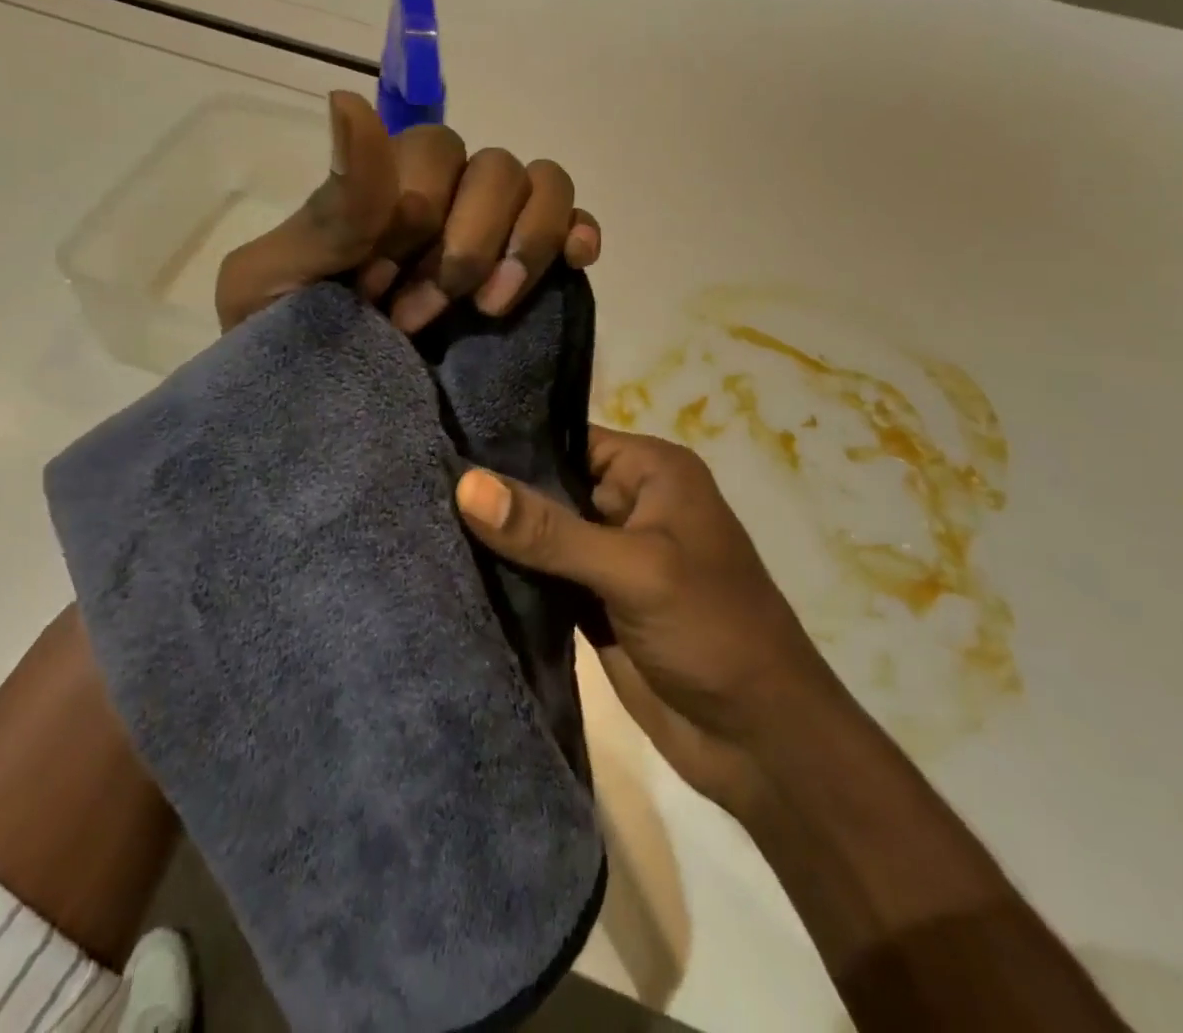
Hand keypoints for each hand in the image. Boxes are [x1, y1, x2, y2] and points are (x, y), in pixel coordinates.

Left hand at [216, 91, 600, 333]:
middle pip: (495, 168)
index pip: (434, 151)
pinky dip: (578, 233)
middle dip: (465, 244)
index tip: (377, 289)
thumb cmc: (281, 343)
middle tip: (420, 318)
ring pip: (542, 185)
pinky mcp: (527, 275)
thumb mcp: (281, 278)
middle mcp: (444, 200)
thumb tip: (348, 101)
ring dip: (523, 243)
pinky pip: (574, 224)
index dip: (417, 215)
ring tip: (490, 307)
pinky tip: (576, 260)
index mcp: (383, 189)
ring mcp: (491, 235)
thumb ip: (332, 205)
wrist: (309, 414)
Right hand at [455, 427, 834, 813]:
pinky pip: (543, 579)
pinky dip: (510, 578)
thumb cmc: (712, 630)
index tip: (443, 443)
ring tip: (424, 520)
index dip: (510, 444)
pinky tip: (454, 568)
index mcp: (651, 472)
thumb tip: (464, 483)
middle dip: (495, 492)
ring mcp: (610, 557)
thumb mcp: (633, 569)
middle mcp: (630, 504)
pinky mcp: (594, 604)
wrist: (761, 742)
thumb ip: (548, 530)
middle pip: (549, 486)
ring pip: (542, 535)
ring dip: (498, 538)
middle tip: (421, 484)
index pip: (568, 440)